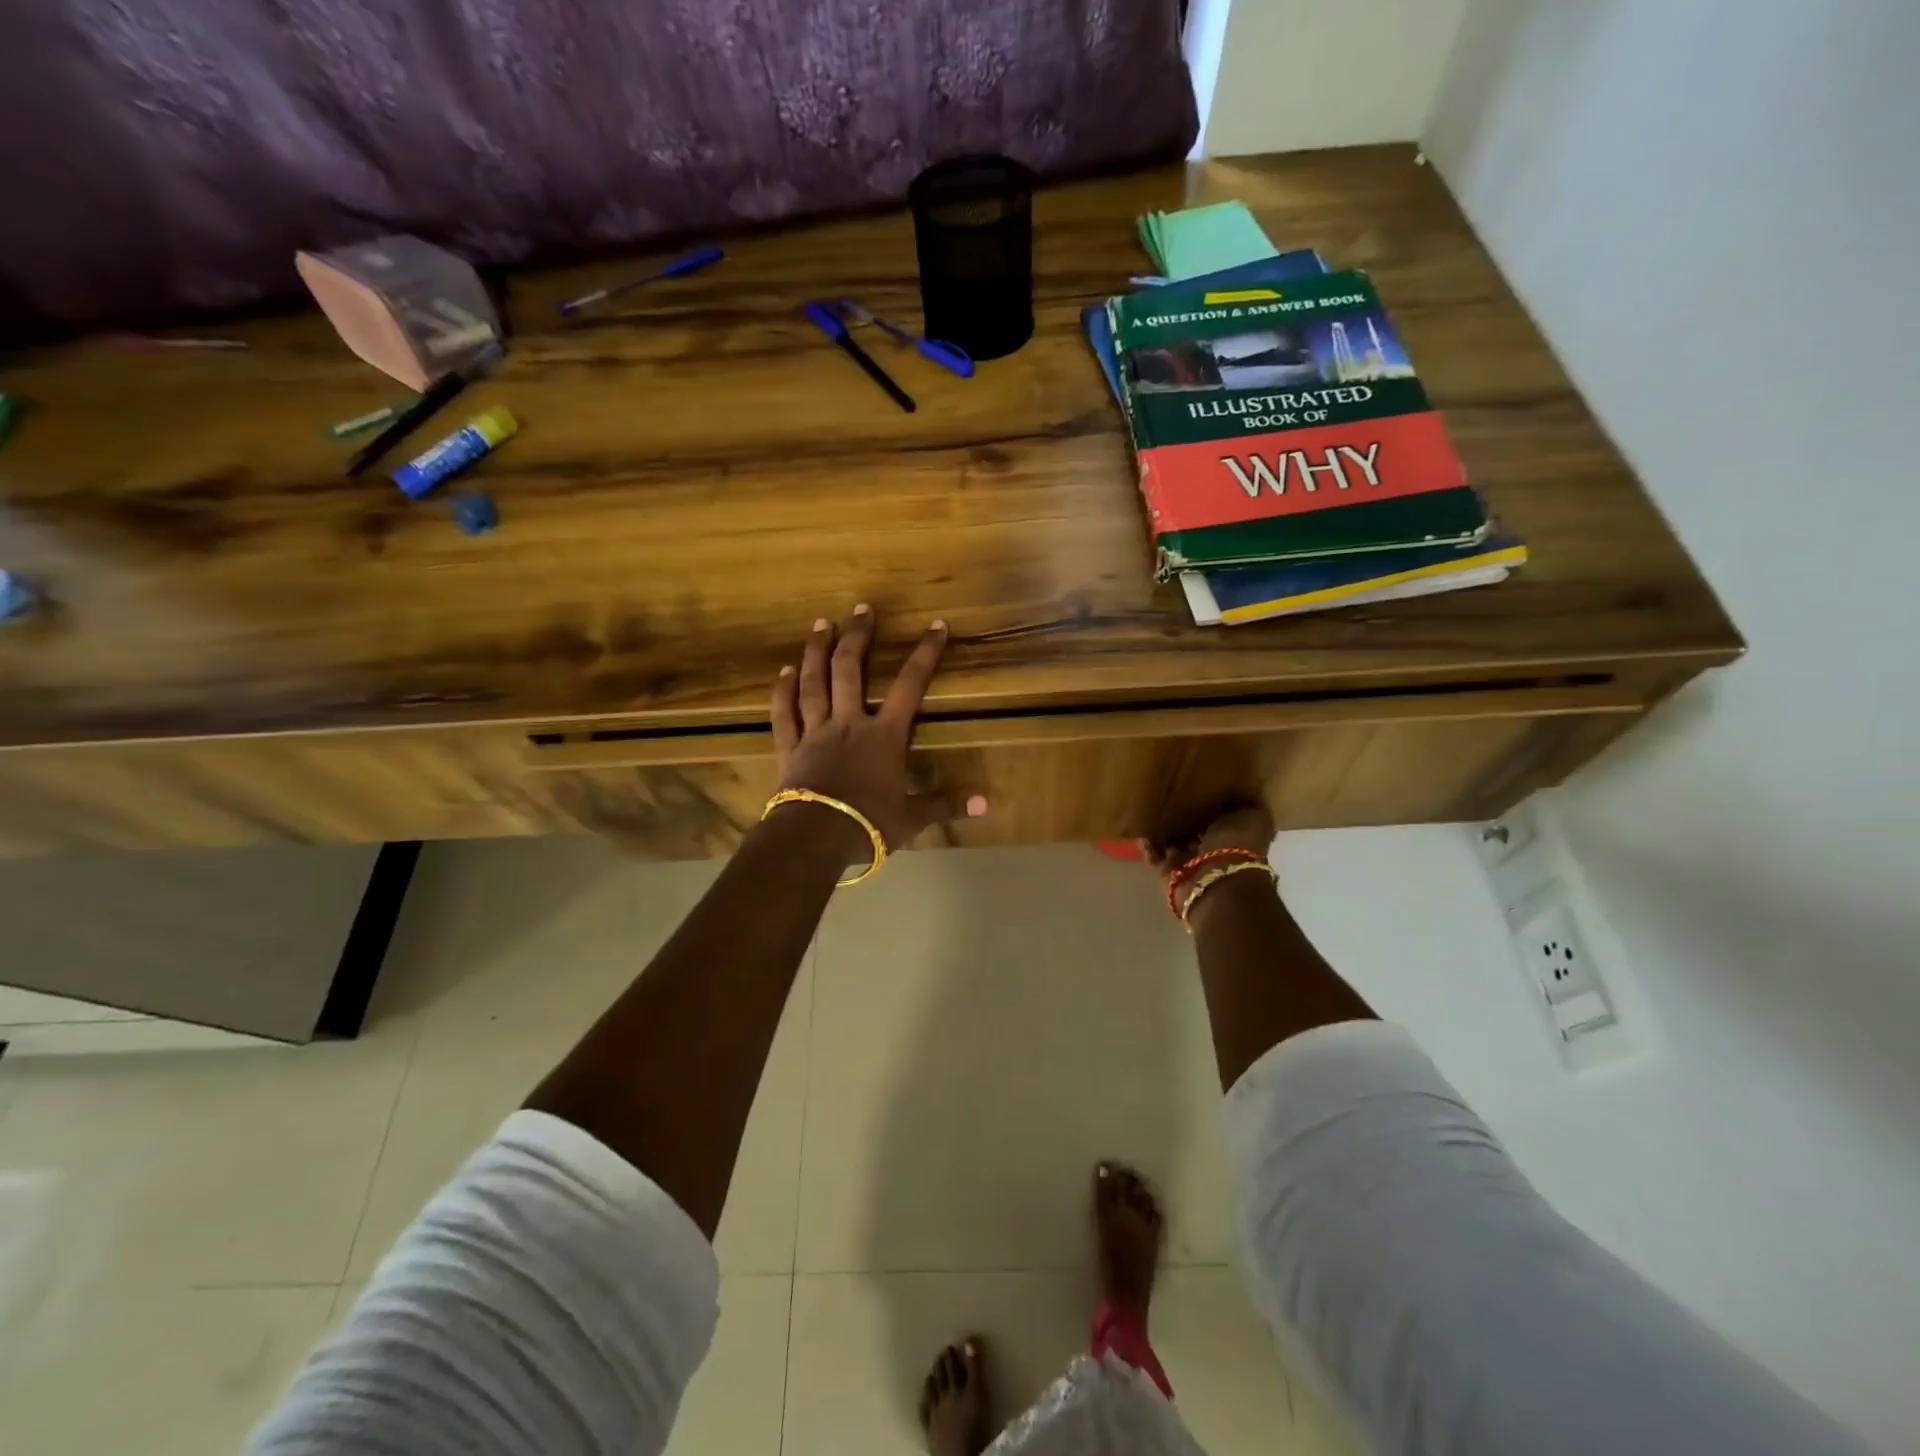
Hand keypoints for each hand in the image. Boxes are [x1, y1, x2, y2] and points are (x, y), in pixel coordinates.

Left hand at [770, 607, 987, 861]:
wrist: (814, 838)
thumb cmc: (867, 826)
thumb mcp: (912, 819)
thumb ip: (945, 804)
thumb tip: (986, 803)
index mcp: (884, 736)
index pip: (910, 686)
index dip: (925, 653)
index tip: (936, 625)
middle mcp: (849, 723)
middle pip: (851, 670)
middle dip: (858, 637)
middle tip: (861, 608)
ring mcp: (815, 732)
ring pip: (814, 683)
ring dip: (817, 651)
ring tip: (821, 623)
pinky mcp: (789, 747)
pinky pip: (784, 713)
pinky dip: (783, 691)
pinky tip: (783, 671)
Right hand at [1141, 803, 1275, 893]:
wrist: (1218, 879)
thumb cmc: (1238, 844)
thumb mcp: (1251, 817)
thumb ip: (1240, 807)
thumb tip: (1234, 797)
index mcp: (1236, 839)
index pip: (1219, 821)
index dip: (1209, 807)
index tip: (1196, 790)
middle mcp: (1213, 855)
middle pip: (1195, 834)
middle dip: (1184, 821)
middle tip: (1168, 799)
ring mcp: (1189, 867)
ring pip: (1173, 846)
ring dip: (1164, 833)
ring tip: (1150, 811)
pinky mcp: (1167, 876)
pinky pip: (1155, 858)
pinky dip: (1148, 846)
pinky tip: (1141, 830)